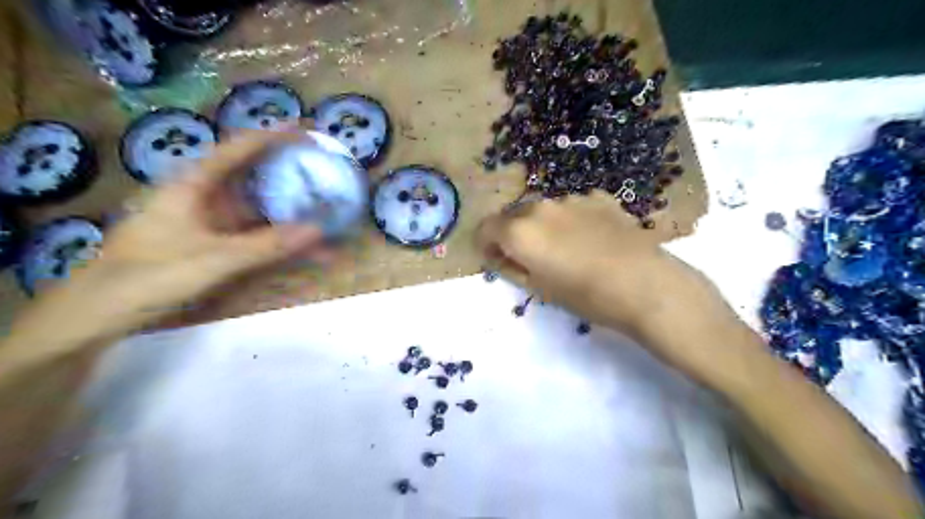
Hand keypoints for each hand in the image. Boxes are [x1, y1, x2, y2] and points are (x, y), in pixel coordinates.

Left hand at [14, 128, 332, 342]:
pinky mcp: (217, 246)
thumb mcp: (214, 258)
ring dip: (292, 213)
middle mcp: (206, 198)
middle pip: (255, 177)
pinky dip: (282, 241)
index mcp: (194, 185)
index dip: (274, 137)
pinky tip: (306, 249)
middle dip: (291, 174)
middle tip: (326, 172)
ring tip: (327, 210)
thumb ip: (267, 245)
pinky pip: (258, 237)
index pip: (239, 149)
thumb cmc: (150, 275)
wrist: (102, 313)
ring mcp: (212, 223)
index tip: (308, 130)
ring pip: (260, 210)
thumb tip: (318, 230)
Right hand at [477, 192, 742, 377]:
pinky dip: (571, 220)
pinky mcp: (598, 197)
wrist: (645, 285)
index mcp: (520, 231)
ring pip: (544, 210)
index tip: (499, 260)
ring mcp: (572, 198)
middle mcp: (540, 206)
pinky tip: (591, 239)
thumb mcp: (539, 289)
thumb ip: (510, 268)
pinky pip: (572, 206)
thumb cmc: (586, 296)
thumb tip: (499, 255)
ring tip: (568, 250)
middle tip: (533, 259)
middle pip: (514, 216)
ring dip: (544, 226)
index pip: (485, 228)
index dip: (486, 245)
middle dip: (514, 235)